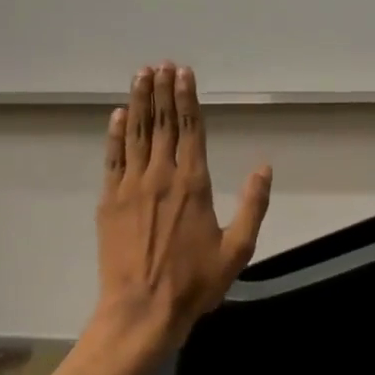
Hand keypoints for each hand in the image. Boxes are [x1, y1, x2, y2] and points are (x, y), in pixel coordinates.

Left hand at [94, 62, 272, 347]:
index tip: (184, 73)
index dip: (187, 99)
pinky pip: (113, 159)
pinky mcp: (110, 201)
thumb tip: (264, 168)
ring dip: (138, 103)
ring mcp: (131, 187)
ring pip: (136, 134)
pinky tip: (117, 116)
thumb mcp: (237, 249)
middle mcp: (161, 176)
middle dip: (161, 91)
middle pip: (162, 124)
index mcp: (193, 184)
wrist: (142, 310)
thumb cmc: (195, 283)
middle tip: (160, 64)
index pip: (191, 130)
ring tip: (141, 75)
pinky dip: (115, 135)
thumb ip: (253, 205)